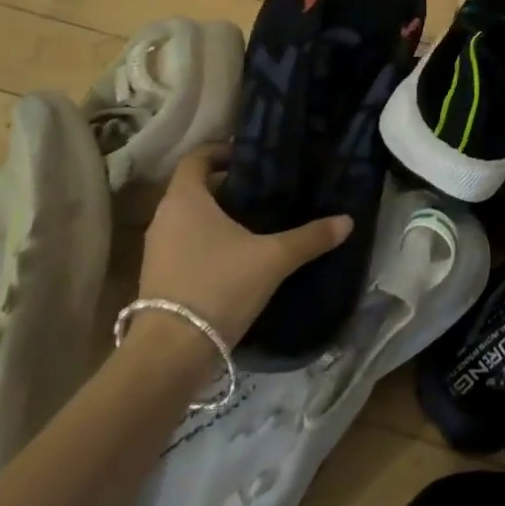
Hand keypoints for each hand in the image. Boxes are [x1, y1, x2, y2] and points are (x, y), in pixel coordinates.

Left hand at [130, 143, 350, 370]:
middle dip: (228, 185)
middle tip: (266, 188)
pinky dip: (209, 241)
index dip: (222, 151)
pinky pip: (186, 244)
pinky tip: (239, 256)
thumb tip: (347, 220)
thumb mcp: (274, 258)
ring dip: (218, 216)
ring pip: (190, 218)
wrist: (171, 354)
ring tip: (257, 221)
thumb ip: (311, 237)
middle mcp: (165, 218)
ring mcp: (157, 250)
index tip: (252, 156)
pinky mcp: (158, 277)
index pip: (198, 157)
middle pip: (195, 188)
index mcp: (185, 199)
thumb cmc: (219, 286)